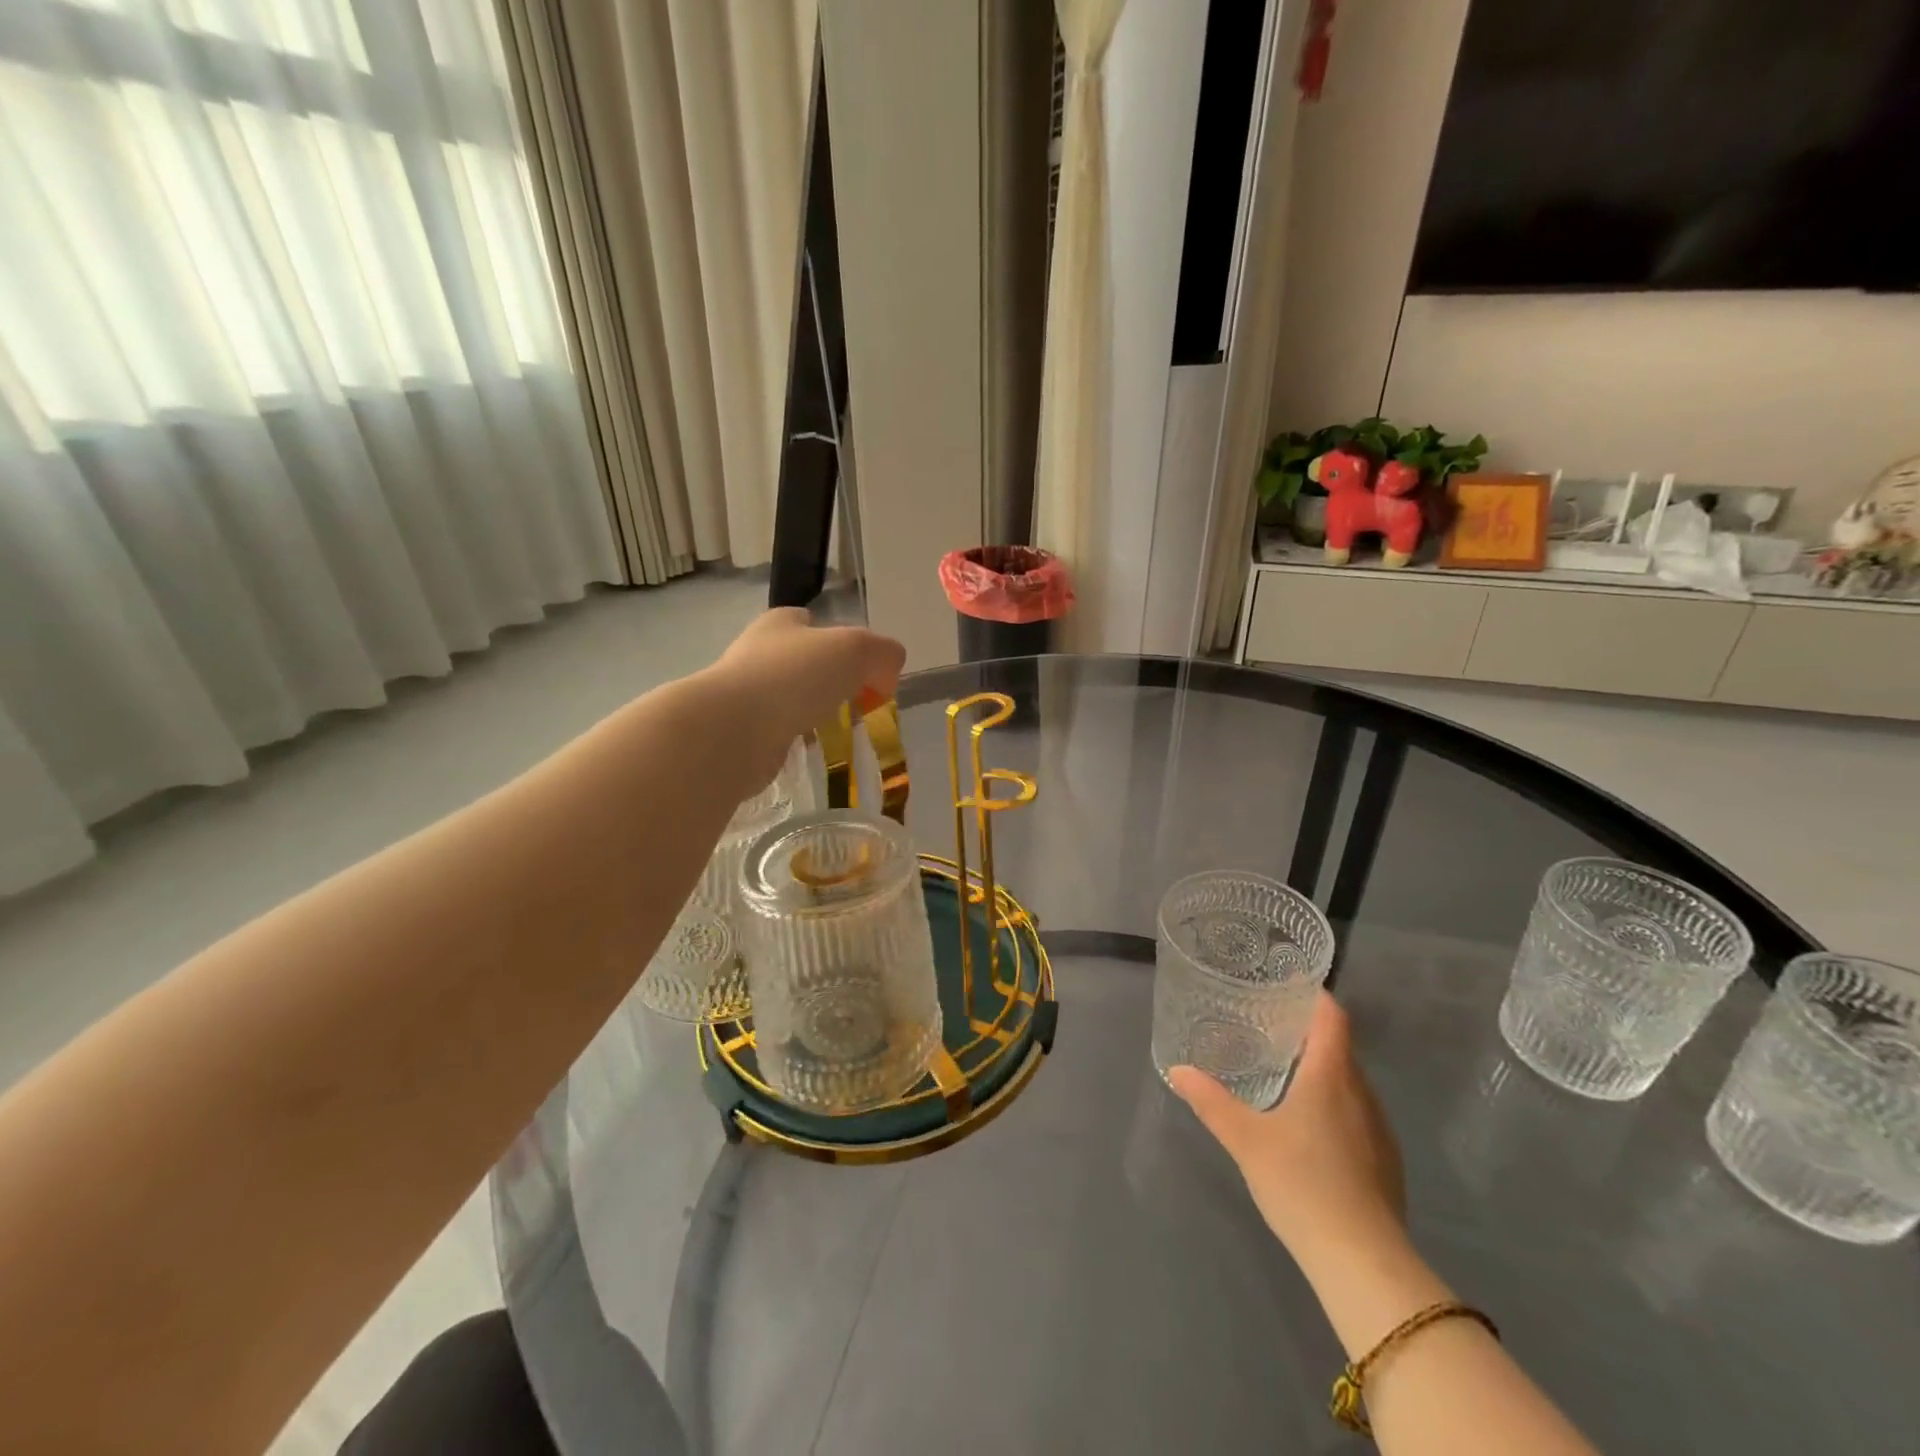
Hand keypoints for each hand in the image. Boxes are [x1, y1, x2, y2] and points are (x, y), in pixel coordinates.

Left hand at [706, 608, 906, 782]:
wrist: (732, 731)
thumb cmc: (794, 678)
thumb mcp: (857, 650)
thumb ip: (883, 654)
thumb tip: (886, 674)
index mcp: (780, 624)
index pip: (812, 622)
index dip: (842, 642)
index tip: (863, 671)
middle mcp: (757, 653)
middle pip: (802, 662)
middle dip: (828, 681)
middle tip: (856, 703)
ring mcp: (745, 694)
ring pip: (790, 699)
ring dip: (812, 713)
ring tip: (837, 731)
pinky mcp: (741, 733)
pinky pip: (778, 732)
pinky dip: (796, 740)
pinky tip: (809, 751)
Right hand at [1169, 992, 1404, 1270]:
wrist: (1363, 1263)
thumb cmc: (1302, 1184)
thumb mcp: (1245, 1139)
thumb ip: (1210, 1101)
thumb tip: (1177, 1069)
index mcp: (1330, 1077)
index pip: (1333, 1018)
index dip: (1315, 997)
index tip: (1286, 987)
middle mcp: (1362, 1094)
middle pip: (1340, 1048)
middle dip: (1308, 1033)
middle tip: (1267, 1028)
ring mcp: (1379, 1131)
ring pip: (1350, 1083)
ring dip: (1321, 1071)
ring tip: (1283, 1073)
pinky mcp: (1385, 1162)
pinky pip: (1358, 1113)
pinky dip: (1334, 1103)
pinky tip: (1308, 1127)